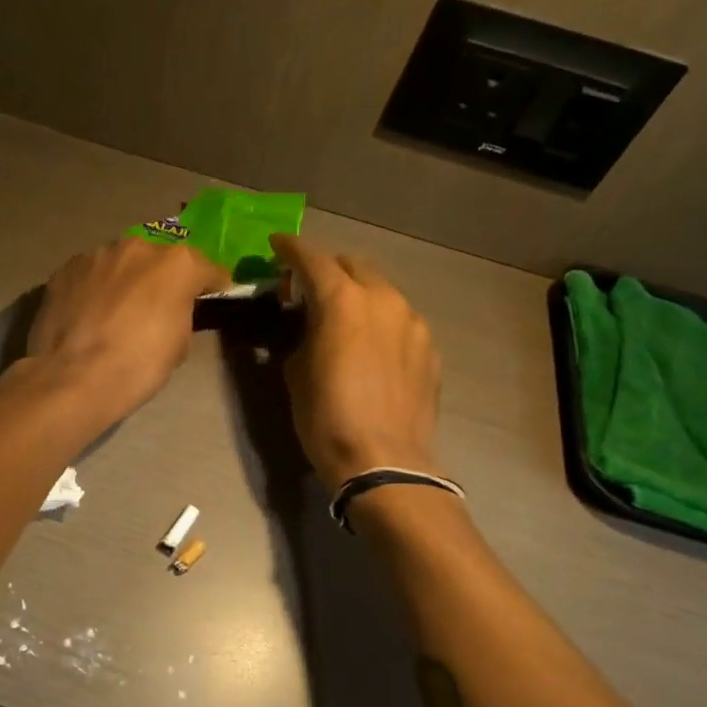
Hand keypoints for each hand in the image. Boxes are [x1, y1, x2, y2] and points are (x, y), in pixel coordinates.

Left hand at [25, 237, 230, 427]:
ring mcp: (97, 254)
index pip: (207, 269)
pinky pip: (91, 274)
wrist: (75, 377)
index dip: (211, 286)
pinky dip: (94, 288)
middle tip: (156, 306)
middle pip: (159, 260)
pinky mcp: (66, 268)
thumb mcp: (180, 344)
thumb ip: (182, 312)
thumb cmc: (139, 365)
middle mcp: (138, 247)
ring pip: (121, 263)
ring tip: (117, 310)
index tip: (211, 297)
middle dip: (162, 278)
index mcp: (177, 264)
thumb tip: (173, 309)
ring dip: (125, 280)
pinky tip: (89, 313)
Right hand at [272, 234, 442, 488]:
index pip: (313, 259)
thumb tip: (308, 325)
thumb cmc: (326, 417)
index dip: (291, 249)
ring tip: (342, 318)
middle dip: (328, 268)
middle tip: (308, 287)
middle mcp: (383, 300)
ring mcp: (412, 323)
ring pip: (381, 291)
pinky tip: (370, 347)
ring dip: (357, 294)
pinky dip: (380, 321)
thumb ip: (302, 333)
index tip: (277, 245)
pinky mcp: (429, 348)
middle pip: (354, 265)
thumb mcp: (296, 372)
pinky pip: (399, 320)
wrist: (383, 461)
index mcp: (343, 301)